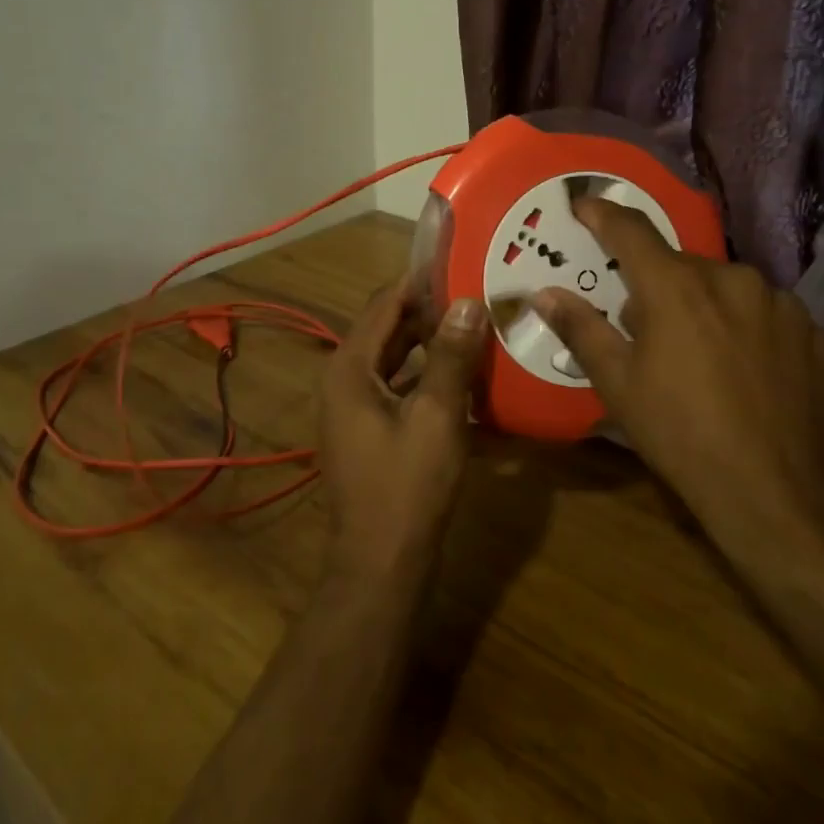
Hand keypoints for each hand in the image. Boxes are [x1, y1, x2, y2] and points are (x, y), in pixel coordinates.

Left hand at [316, 279, 488, 579]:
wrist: (381, 563)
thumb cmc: (407, 487)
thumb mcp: (437, 418)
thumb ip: (451, 358)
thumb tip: (468, 302)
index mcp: (350, 368)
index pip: (385, 303)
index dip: (420, 280)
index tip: (461, 260)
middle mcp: (345, 379)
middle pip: (388, 328)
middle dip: (430, 310)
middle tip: (478, 292)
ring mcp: (354, 406)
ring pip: (396, 358)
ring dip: (431, 342)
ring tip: (477, 326)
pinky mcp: (370, 429)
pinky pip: (399, 386)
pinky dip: (427, 376)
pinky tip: (465, 377)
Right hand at [532, 200, 823, 544]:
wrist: (778, 494)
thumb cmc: (681, 435)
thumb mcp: (618, 384)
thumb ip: (581, 328)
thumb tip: (544, 293)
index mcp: (677, 287)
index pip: (630, 231)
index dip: (602, 213)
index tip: (582, 205)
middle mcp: (732, 279)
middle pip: (679, 265)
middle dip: (655, 286)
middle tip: (642, 330)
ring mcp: (780, 303)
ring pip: (724, 287)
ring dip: (702, 305)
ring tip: (698, 357)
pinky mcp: (813, 331)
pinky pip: (763, 312)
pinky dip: (743, 326)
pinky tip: (742, 370)